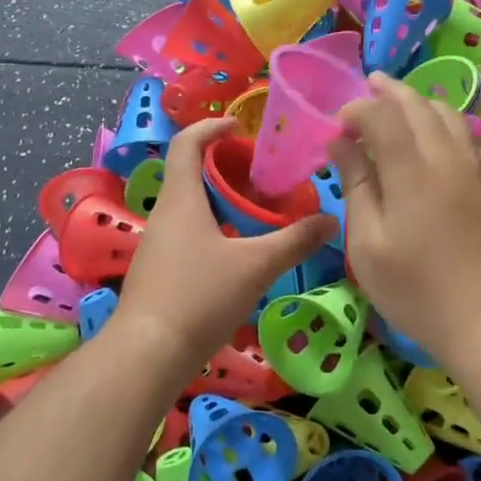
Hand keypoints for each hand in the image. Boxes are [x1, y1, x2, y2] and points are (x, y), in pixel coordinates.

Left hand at [110, 118, 337, 367]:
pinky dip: (211, 229)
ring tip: (254, 213)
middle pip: (188, 175)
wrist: (147, 354)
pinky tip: (235, 253)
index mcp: (181, 200)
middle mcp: (163, 215)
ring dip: (218, 201)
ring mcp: (156, 246)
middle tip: (260, 176)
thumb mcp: (256, 266)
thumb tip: (332, 220)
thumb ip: (295, 241)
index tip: (238, 126)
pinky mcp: (157, 273)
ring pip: (188, 208)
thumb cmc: (199, 297)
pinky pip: (185, 235)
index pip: (187, 144)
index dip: (210, 127)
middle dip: (223, 168)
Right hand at [331, 73, 480, 359]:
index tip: (338, 126)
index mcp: (411, 169)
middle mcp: (446, 156)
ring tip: (401, 103)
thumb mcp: (368, 244)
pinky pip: (468, 135)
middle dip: (389, 91)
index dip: (357, 110)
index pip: (381, 115)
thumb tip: (340, 143)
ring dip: (421, 101)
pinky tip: (438, 135)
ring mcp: (476, 168)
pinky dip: (446, 122)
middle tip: (368, 86)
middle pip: (418, 104)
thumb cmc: (418, 290)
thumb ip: (356, 186)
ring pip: (449, 114)